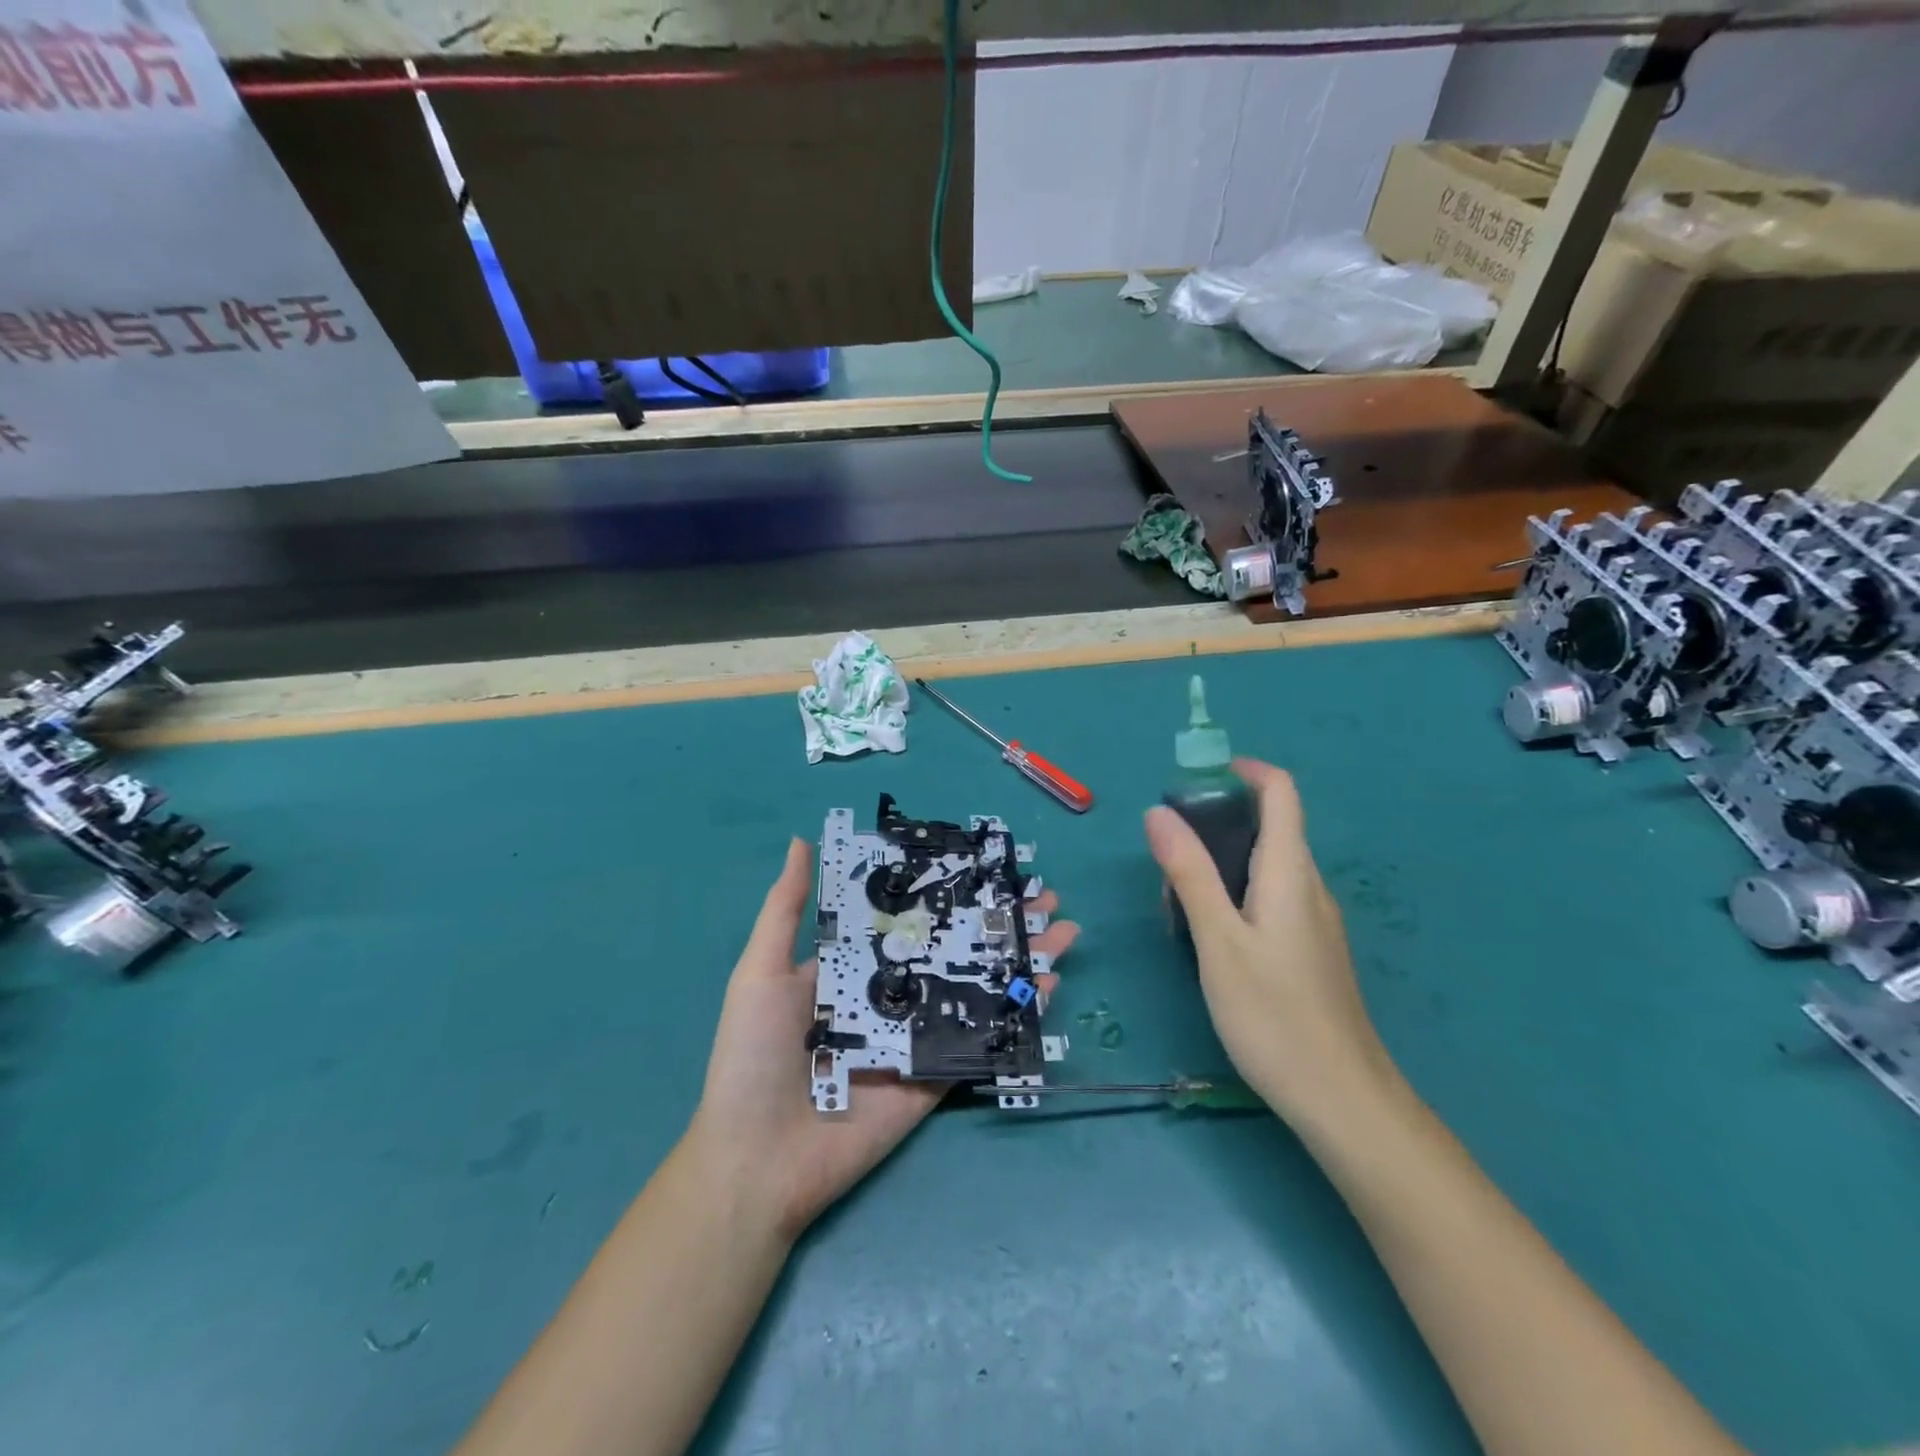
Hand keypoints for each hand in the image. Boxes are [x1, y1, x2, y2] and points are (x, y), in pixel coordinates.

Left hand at [685, 838, 1079, 1241]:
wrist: (757, 1161)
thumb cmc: (753, 1057)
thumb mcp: (761, 972)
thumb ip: (787, 910)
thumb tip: (803, 840)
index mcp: (852, 968)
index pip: (908, 918)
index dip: (945, 891)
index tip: (984, 863)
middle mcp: (891, 996)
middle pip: (953, 948)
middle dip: (997, 921)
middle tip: (1041, 894)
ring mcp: (917, 1036)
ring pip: (976, 988)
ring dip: (1017, 959)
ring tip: (1062, 928)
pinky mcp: (935, 1077)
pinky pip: (981, 1039)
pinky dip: (1015, 1013)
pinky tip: (1047, 984)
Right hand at [1144, 758, 1395, 1129]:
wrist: (1343, 1100)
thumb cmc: (1274, 1015)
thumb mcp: (1218, 941)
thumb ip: (1190, 874)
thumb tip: (1158, 813)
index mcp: (1290, 873)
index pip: (1281, 793)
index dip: (1246, 770)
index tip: (1199, 776)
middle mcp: (1309, 887)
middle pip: (1269, 828)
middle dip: (1215, 826)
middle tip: (1167, 859)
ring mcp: (1315, 921)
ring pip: (1265, 868)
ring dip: (1219, 867)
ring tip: (1177, 906)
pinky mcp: (1311, 950)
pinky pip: (1271, 900)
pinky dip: (1234, 897)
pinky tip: (1210, 940)